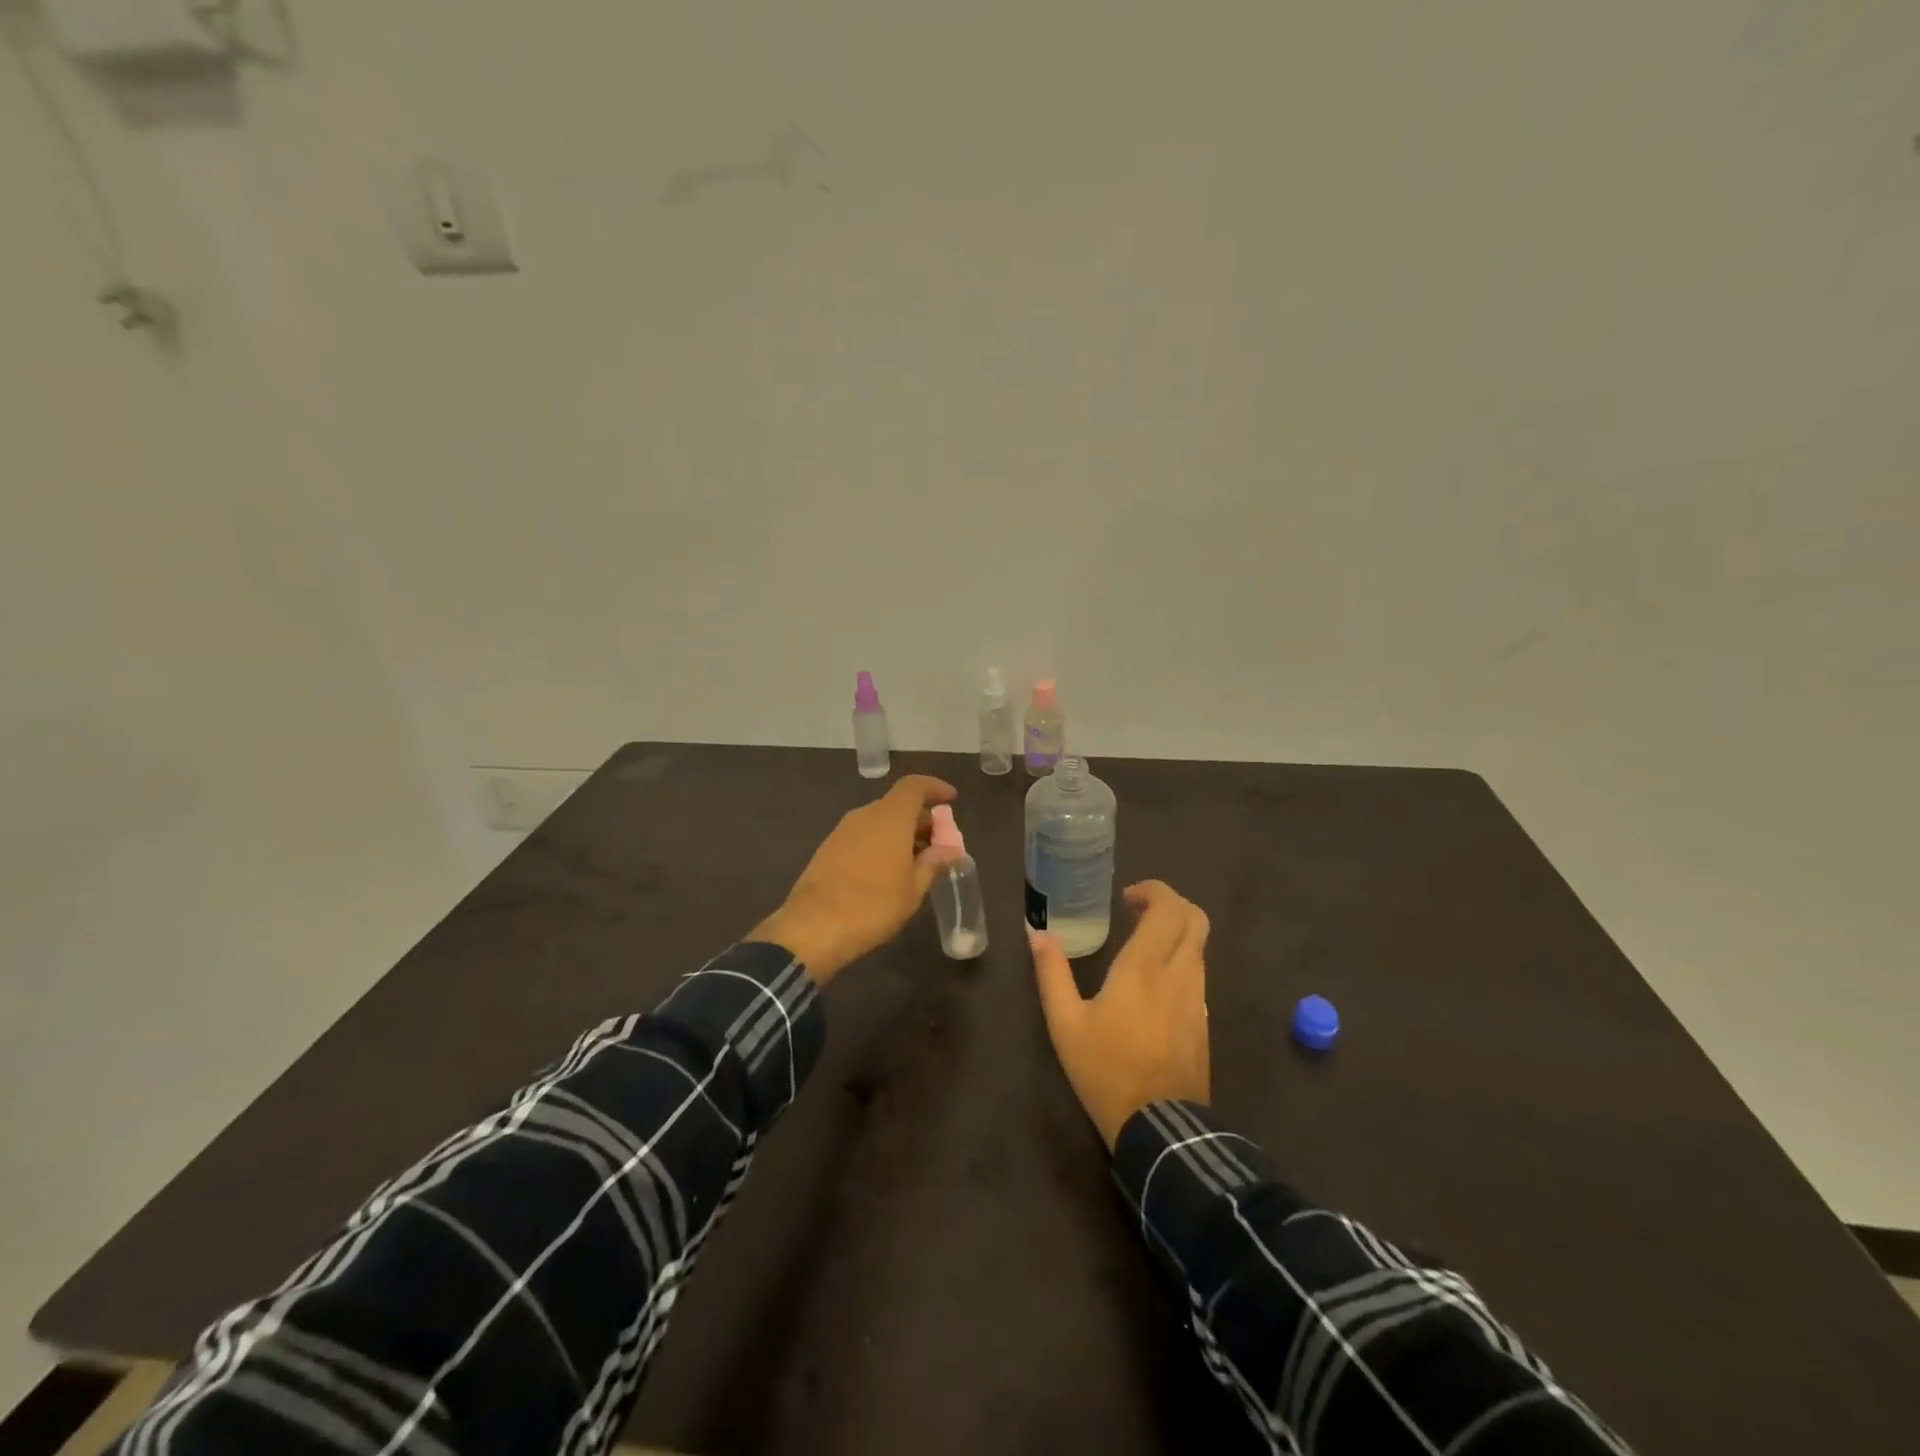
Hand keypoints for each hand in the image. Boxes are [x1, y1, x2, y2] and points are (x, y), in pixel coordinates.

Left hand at [752, 775, 960, 983]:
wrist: (813, 927)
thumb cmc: (874, 904)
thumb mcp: (914, 888)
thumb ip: (933, 863)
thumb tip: (950, 850)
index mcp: (890, 817)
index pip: (914, 786)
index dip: (935, 788)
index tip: (951, 799)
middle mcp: (865, 815)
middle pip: (897, 804)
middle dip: (921, 819)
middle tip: (939, 843)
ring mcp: (842, 831)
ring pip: (879, 821)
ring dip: (900, 833)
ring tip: (917, 861)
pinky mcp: (828, 849)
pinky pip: (863, 836)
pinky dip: (881, 844)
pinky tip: (889, 871)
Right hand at [1029, 880, 1210, 1148]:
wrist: (1159, 1128)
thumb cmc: (1105, 1069)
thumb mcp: (1065, 1023)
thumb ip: (1051, 973)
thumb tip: (1037, 933)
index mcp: (1144, 966)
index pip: (1168, 908)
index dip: (1153, 891)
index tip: (1127, 898)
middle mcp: (1179, 973)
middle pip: (1195, 919)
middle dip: (1171, 905)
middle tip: (1138, 912)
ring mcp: (1197, 999)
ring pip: (1200, 946)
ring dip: (1177, 932)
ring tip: (1144, 945)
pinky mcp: (1204, 1022)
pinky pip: (1199, 974)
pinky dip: (1182, 960)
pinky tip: (1156, 983)